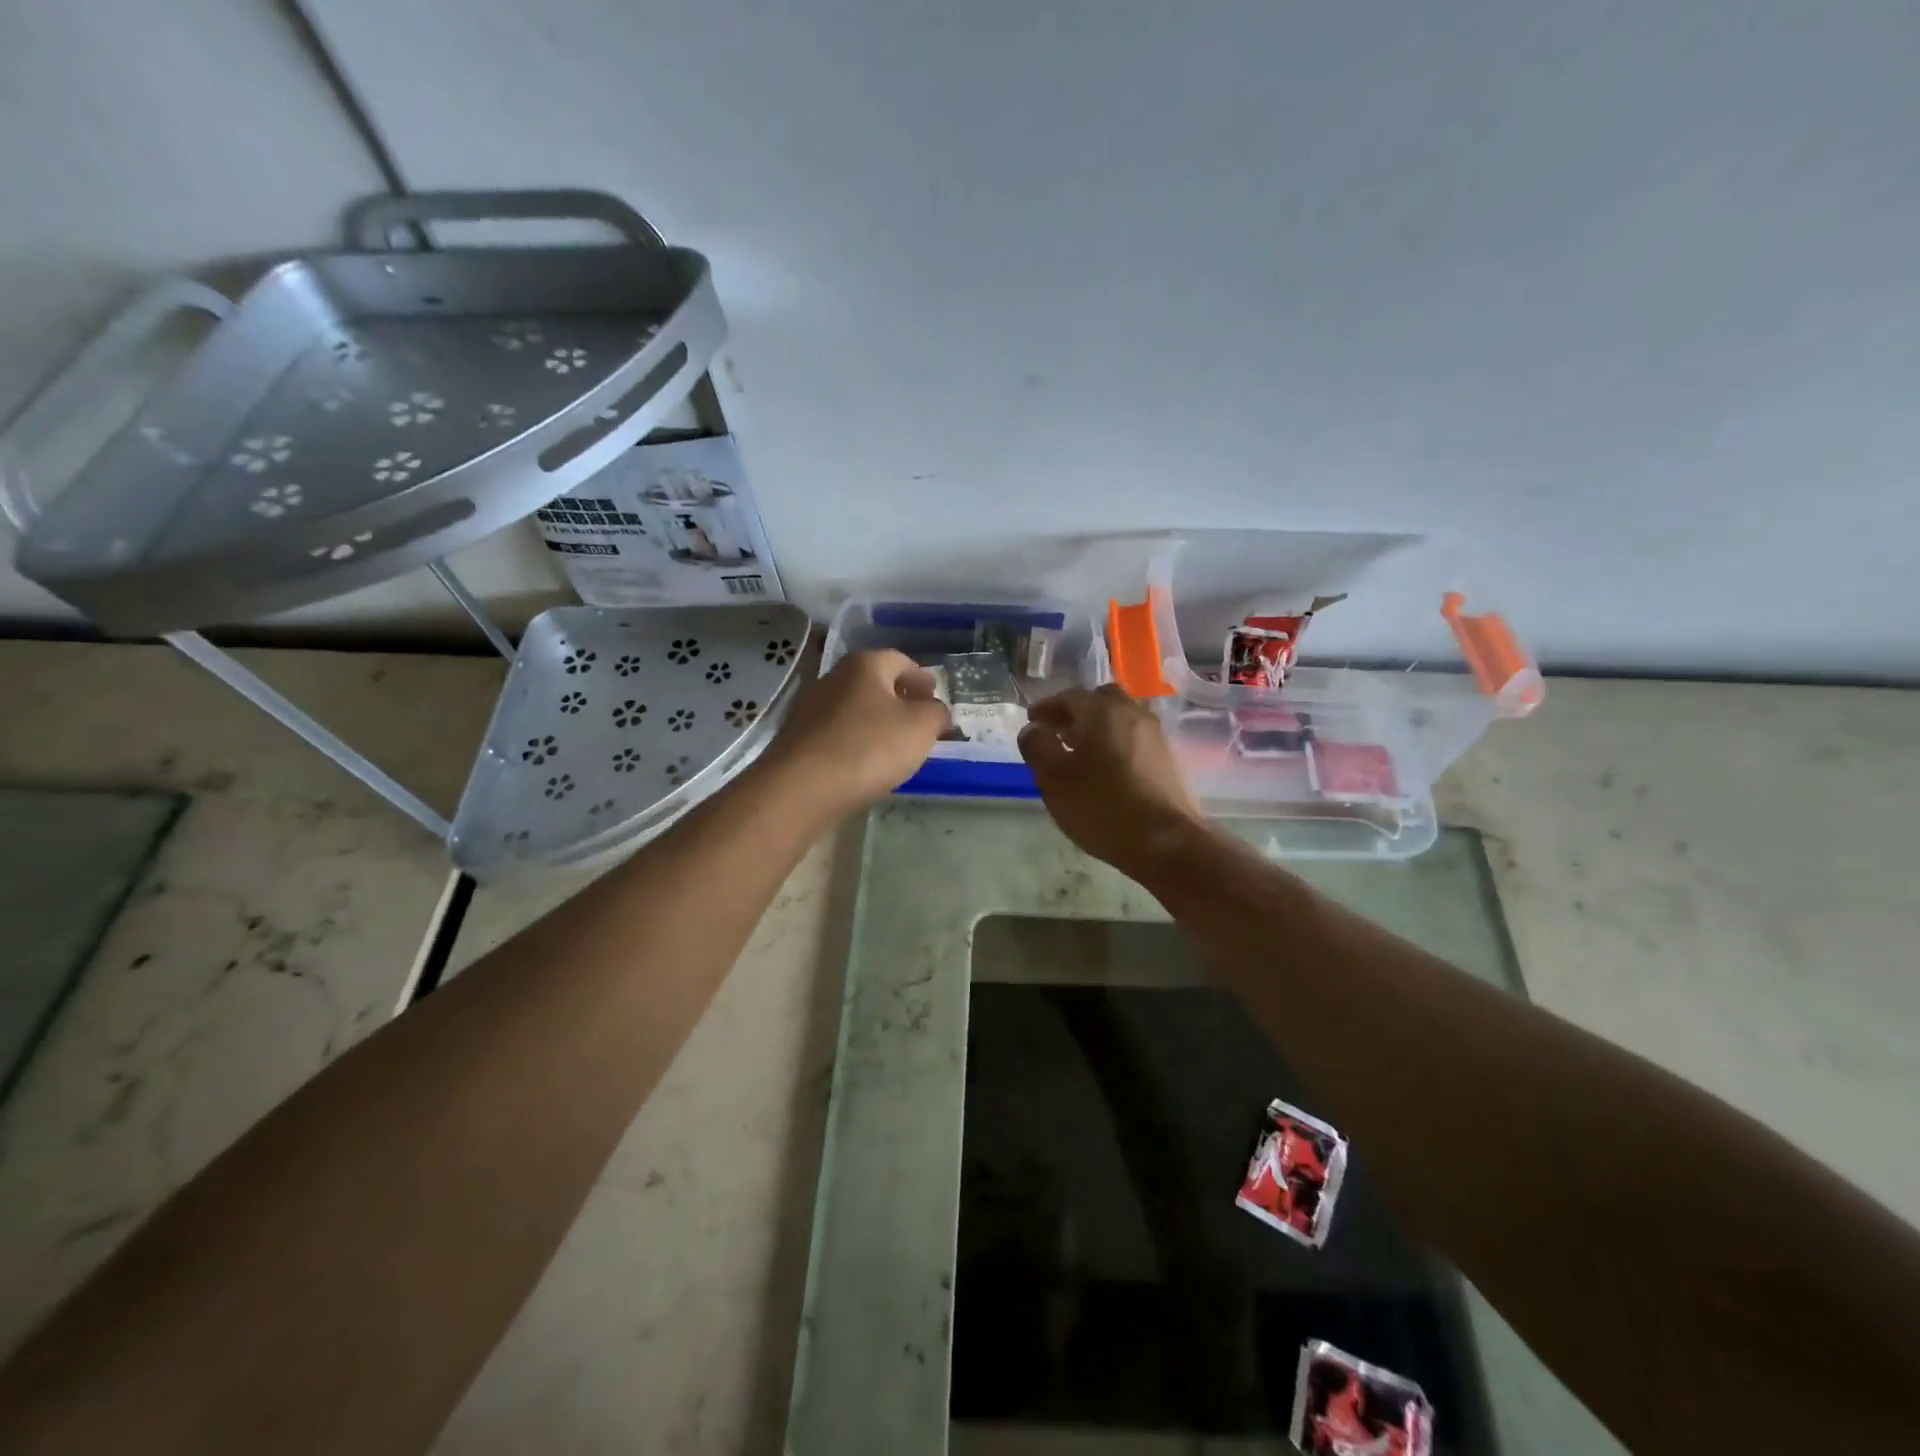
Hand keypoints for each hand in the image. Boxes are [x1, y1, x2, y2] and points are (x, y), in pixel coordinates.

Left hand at [762, 648, 950, 811]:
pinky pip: (836, 733)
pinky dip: (854, 740)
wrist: (802, 788)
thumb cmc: (869, 747)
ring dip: (874, 721)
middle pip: (874, 682)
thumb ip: (936, 713)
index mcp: (864, 665)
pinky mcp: (798, 738)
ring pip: (853, 708)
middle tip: (918, 720)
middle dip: (898, 698)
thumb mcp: (921, 727)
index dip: (921, 678)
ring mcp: (810, 707)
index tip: (934, 696)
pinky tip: (864, 763)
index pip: (900, 660)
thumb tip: (935, 710)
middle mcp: (833, 677)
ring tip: (894, 745)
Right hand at [1018, 684, 1206, 877]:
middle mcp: (1132, 714)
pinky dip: (1116, 743)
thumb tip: (1033, 729)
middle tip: (1058, 731)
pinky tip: (1106, 768)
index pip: (1069, 696)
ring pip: (1121, 718)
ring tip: (1080, 752)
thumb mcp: (1054, 779)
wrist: (1165, 842)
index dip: (1047, 707)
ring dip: (1098, 727)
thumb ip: (1038, 747)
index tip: (1032, 720)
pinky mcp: (1168, 759)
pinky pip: (1135, 739)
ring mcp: (1155, 736)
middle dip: (1077, 712)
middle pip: (1101, 700)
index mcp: (1102, 711)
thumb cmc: (1101, 806)